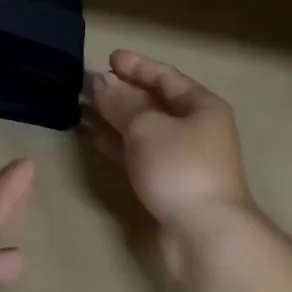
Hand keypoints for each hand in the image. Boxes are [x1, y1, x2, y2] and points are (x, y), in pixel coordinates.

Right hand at [85, 49, 255, 268]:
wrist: (205, 233)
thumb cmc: (179, 167)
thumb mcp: (146, 126)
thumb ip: (121, 103)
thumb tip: (100, 82)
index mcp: (202, 106)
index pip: (166, 77)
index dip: (137, 66)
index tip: (109, 58)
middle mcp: (197, 129)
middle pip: (156, 103)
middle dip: (123, 92)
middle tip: (91, 83)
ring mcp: (185, 158)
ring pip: (146, 130)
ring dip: (117, 119)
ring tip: (86, 109)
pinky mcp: (171, 184)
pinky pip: (142, 154)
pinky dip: (120, 144)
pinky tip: (97, 140)